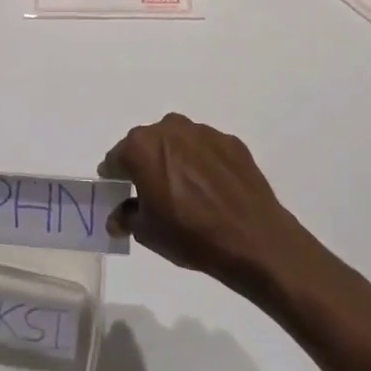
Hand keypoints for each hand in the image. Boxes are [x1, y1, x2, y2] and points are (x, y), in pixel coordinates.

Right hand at [102, 114, 312, 297]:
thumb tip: (118, 217)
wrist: (253, 240)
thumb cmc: (189, 235)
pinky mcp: (232, 143)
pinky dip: (203, 163)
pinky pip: (207, 150)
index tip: (120, 191)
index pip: (117, 158)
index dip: (116, 176)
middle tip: (153, 191)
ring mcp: (204, 133)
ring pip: (178, 142)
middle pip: (147, 144)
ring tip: (186, 190)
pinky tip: (212, 189)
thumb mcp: (146, 232)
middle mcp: (169, 129)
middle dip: (145, 163)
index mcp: (141, 147)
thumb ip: (126, 216)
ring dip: (175, 159)